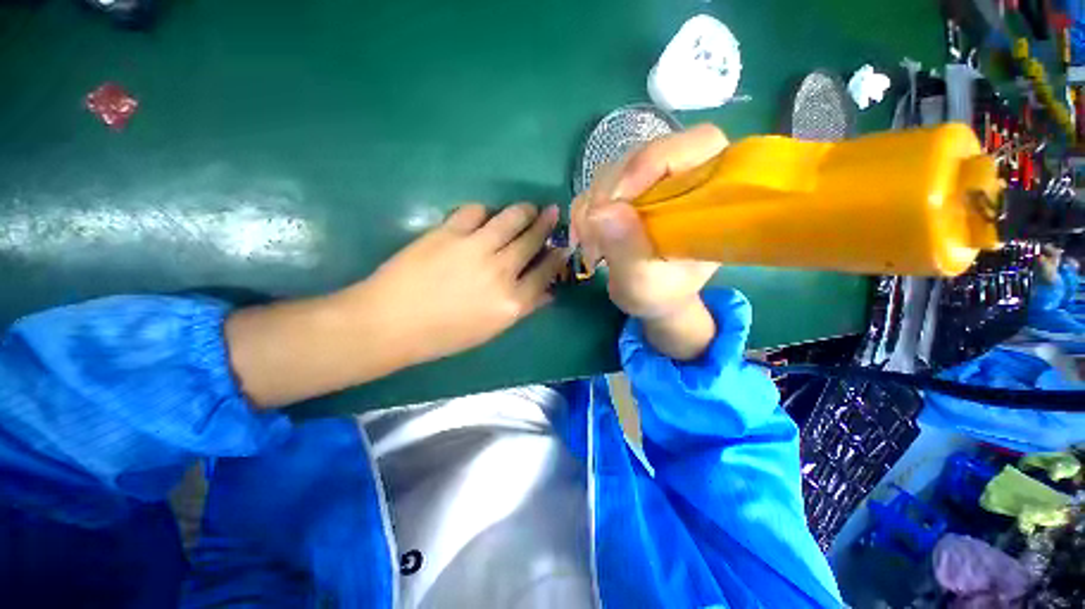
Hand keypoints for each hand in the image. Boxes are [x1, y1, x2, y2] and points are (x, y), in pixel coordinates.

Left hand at [343, 203, 566, 364]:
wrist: (390, 323)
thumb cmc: (443, 335)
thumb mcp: (490, 330)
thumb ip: (523, 309)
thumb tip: (547, 293)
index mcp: (511, 302)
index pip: (545, 273)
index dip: (557, 258)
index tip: (562, 247)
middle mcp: (500, 271)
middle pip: (532, 241)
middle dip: (546, 225)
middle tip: (552, 213)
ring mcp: (475, 248)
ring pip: (511, 219)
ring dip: (524, 210)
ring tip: (529, 207)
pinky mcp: (449, 232)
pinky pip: (475, 211)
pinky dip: (484, 211)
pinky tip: (485, 215)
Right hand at [571, 124, 727, 359]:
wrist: (651, 297)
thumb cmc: (661, 293)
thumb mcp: (644, 283)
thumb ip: (627, 250)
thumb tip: (599, 212)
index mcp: (711, 195)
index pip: (698, 144)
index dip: (655, 161)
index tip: (617, 199)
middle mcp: (682, 178)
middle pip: (642, 156)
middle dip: (610, 193)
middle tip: (594, 234)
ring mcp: (651, 183)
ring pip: (612, 171)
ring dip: (591, 208)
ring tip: (592, 248)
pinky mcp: (626, 192)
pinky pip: (595, 188)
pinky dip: (583, 213)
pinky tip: (586, 240)